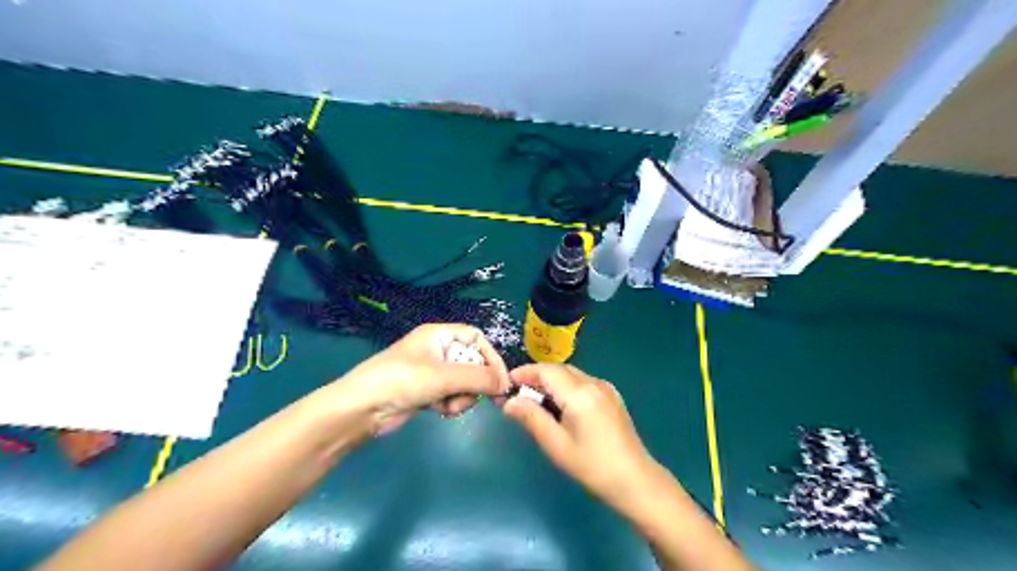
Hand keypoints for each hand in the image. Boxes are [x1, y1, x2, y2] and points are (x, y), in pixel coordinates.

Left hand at [336, 324, 508, 433]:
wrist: (361, 408)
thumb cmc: (402, 380)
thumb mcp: (444, 376)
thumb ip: (478, 378)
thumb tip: (506, 384)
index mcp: (439, 335)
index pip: (476, 338)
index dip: (491, 357)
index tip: (501, 380)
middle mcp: (437, 350)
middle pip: (473, 362)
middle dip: (476, 382)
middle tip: (481, 399)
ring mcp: (431, 372)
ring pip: (463, 382)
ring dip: (462, 396)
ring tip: (449, 406)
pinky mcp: (426, 392)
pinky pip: (450, 395)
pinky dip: (450, 404)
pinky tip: (440, 411)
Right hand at [503, 365, 658, 512]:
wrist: (635, 480)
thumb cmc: (592, 466)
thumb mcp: (556, 445)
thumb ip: (531, 418)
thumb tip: (509, 402)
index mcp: (579, 393)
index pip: (546, 371)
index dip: (524, 373)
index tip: (507, 383)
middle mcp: (593, 383)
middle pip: (559, 369)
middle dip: (536, 377)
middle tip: (517, 394)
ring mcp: (605, 388)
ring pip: (571, 374)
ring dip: (551, 382)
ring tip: (535, 401)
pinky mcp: (612, 396)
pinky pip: (583, 382)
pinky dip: (566, 387)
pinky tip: (560, 407)